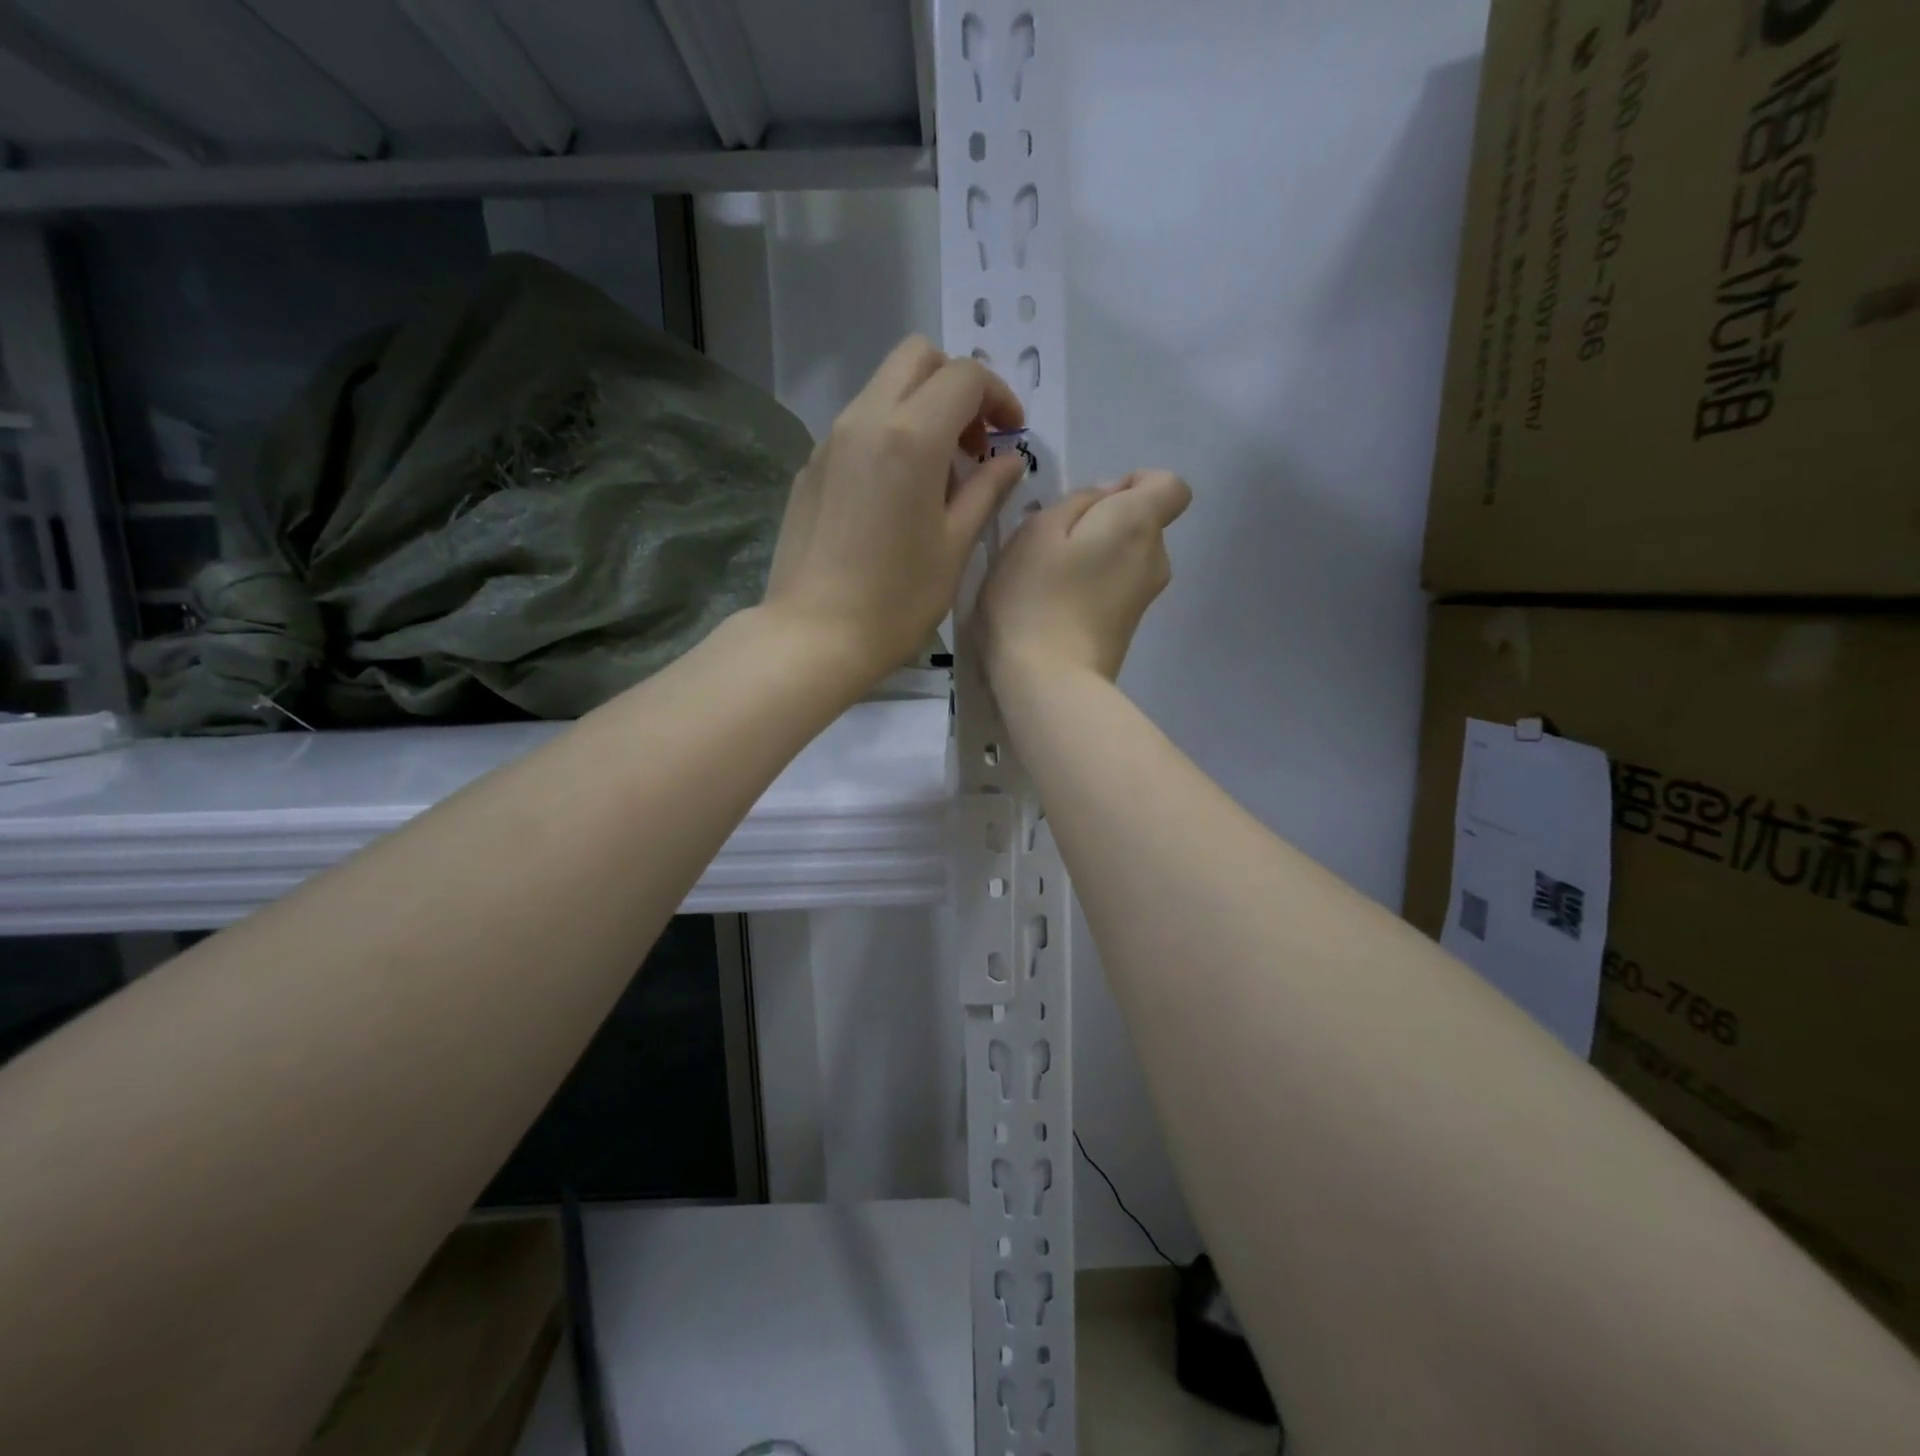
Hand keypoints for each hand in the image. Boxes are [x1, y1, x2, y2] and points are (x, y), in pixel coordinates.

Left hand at [762, 336, 1027, 681]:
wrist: (814, 636)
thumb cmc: (896, 600)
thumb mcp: (955, 547)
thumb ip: (985, 491)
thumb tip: (1008, 460)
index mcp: (910, 436)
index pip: (964, 377)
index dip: (998, 397)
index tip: (1010, 437)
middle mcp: (864, 420)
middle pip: (916, 358)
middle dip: (956, 385)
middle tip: (973, 442)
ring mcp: (830, 441)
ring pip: (883, 388)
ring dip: (921, 408)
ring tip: (939, 474)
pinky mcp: (810, 467)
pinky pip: (857, 425)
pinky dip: (889, 434)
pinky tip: (897, 493)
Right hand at [978, 470, 1192, 683]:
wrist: (1048, 682)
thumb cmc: (1035, 598)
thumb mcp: (1036, 531)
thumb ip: (1075, 501)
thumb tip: (1104, 500)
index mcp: (1138, 524)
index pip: (1170, 486)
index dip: (1135, 483)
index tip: (1093, 504)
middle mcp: (1155, 558)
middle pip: (1141, 523)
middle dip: (1104, 523)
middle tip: (1053, 545)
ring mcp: (1144, 598)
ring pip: (1125, 558)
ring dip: (1094, 557)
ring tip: (1048, 579)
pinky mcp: (1128, 629)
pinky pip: (1115, 588)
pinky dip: (1092, 587)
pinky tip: (1055, 606)